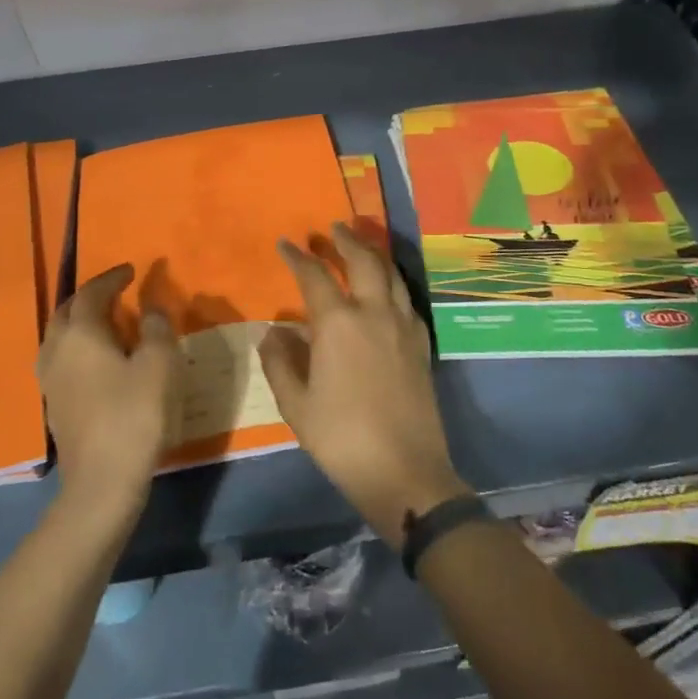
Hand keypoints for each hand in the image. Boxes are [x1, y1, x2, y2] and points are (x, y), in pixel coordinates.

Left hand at [38, 264, 182, 519]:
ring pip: (59, 336)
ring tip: (106, 323)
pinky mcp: (53, 404)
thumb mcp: (160, 365)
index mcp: (81, 333)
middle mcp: (57, 350)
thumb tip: (151, 308)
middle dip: (90, 297)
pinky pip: (61, 360)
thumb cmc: (134, 415)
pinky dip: (78, 347)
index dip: (112, 278)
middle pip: (67, 311)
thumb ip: (158, 329)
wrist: (101, 482)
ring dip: (80, 322)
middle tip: (116, 292)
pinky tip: (97, 360)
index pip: (92, 292)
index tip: (131, 270)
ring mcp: (50, 380)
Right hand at [260, 224, 469, 546]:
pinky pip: (407, 298)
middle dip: (345, 240)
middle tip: (332, 227)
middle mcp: (374, 312)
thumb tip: (275, 331)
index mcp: (338, 323)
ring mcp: (404, 326)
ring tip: (361, 245)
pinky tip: (387, 289)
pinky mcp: (422, 343)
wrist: (405, 471)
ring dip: (373, 254)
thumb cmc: (341, 438)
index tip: (285, 244)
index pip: (314, 276)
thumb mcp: (296, 405)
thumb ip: (280, 362)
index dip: (297, 257)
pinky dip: (393, 282)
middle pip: (362, 261)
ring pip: (391, 274)